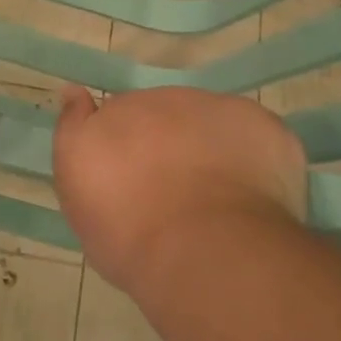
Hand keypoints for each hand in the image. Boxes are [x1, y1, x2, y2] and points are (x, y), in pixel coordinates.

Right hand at [52, 86, 307, 292]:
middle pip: (169, 117)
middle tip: (173, 198)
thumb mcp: (77, 186)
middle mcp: (170, 98)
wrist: (203, 250)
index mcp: (122, 110)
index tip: (132, 182)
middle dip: (171, 146)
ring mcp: (221, 109)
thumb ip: (73, 129)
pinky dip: (256, 160)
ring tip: (216, 204)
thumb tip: (74, 90)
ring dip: (212, 150)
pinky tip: (252, 199)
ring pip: (214, 125)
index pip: (122, 116)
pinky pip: (258, 139)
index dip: (128, 147)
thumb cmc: (128, 229)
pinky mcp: (267, 128)